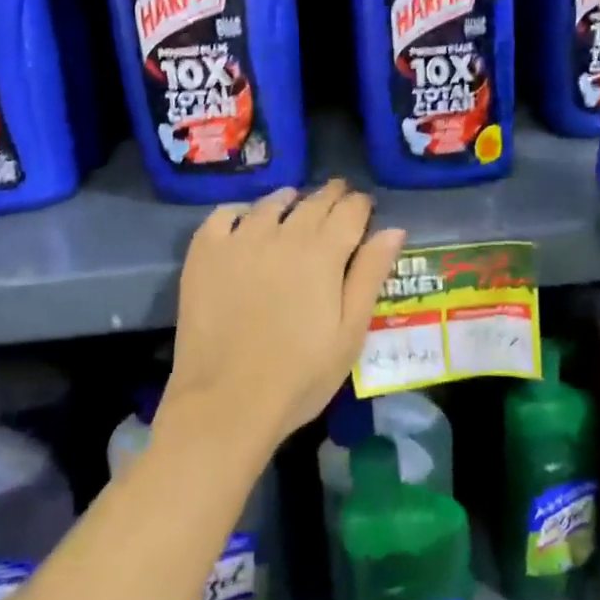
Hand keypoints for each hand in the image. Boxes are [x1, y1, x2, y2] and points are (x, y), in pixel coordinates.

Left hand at [164, 181, 405, 455]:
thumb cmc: (301, 375)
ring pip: (270, 204)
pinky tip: (244, 220)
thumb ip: (370, 275)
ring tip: (295, 204)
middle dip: (330, 197)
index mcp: (324, 253)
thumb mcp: (350, 332)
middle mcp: (283, 234)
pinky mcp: (204, 253)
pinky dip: (239, 212)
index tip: (365, 207)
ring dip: (289, 201)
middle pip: (313, 202)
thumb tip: (394, 229)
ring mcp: (239, 240)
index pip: (350, 210)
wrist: (227, 401)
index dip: (361, 204)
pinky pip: (223, 215)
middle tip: (338, 198)